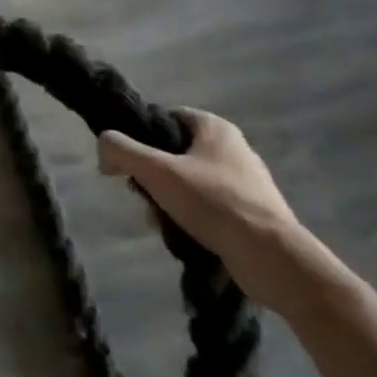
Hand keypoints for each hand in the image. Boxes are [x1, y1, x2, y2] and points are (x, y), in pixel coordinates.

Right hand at [98, 108, 310, 310]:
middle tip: (143, 194)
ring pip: (187, 183)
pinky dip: (190, 219)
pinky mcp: (251, 214)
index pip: (164, 116)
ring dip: (167, 200)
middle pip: (173, 152)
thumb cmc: (214, 203)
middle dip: (152, 176)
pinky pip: (207, 208)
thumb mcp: (156, 170)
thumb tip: (103, 149)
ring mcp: (245, 183)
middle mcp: (233, 148)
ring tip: (162, 222)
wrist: (273, 259)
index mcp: (215, 127)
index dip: (141, 134)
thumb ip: (120, 150)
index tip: (128, 159)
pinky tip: (183, 237)